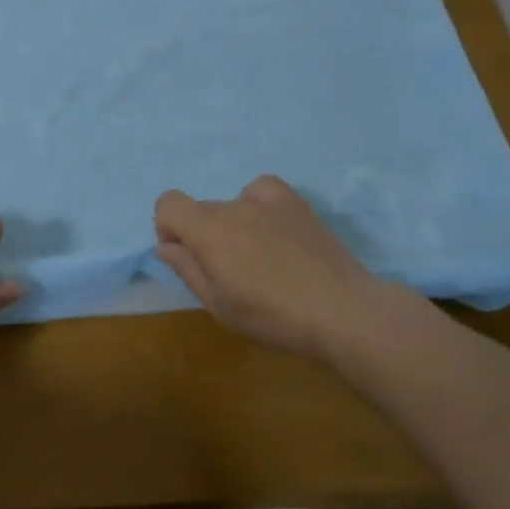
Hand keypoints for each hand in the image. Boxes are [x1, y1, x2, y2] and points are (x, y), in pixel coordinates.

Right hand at [154, 174, 411, 359]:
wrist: (343, 312)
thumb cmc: (273, 317)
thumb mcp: (219, 306)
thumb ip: (188, 270)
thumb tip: (166, 246)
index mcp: (208, 230)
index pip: (167, 203)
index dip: (168, 228)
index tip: (186, 256)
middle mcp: (232, 206)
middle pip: (202, 210)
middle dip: (204, 236)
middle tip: (230, 273)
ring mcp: (267, 200)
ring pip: (232, 206)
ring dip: (233, 226)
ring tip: (260, 259)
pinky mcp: (295, 202)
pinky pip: (261, 191)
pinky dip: (258, 206)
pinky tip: (274, 231)